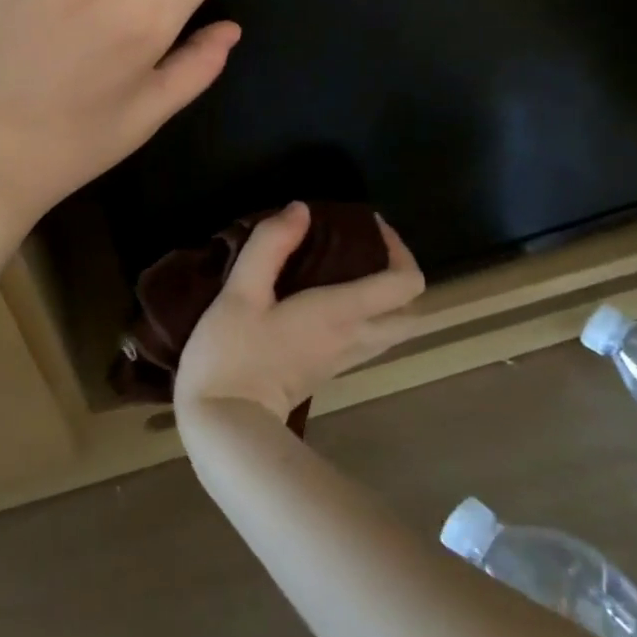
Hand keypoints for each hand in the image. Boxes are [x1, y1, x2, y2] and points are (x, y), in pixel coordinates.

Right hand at [174, 203, 426, 420]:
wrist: (223, 427)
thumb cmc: (232, 354)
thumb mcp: (240, 292)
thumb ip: (271, 245)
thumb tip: (301, 209)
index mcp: (342, 314)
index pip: (405, 283)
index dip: (399, 247)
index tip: (370, 225)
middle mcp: (354, 338)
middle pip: (412, 312)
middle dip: (401, 274)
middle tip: (367, 248)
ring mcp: (343, 360)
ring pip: (393, 330)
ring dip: (386, 297)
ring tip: (350, 267)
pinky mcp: (327, 372)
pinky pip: (368, 339)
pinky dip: (367, 314)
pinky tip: (327, 297)